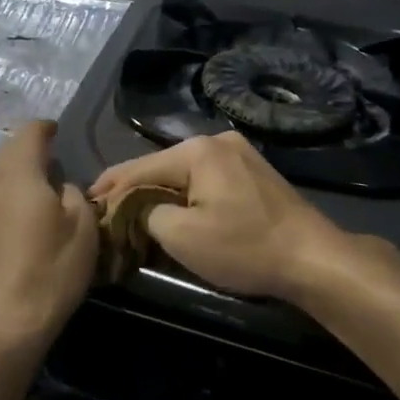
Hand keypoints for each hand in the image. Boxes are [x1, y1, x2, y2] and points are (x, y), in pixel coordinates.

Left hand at [0, 120, 98, 357]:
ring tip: (33, 200)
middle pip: (8, 154)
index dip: (47, 129)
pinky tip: (12, 229)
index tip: (58, 134)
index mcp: (17, 171)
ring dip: (12, 181)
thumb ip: (73, 194)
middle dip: (29, 155)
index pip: (30, 132)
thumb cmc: (48, 272)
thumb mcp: (83, 229)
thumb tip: (59, 187)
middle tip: (52, 171)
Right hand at [90, 132, 370, 300]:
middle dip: (132, 187)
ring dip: (158, 190)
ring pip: (183, 172)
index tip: (85, 201)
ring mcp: (238, 154)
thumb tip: (137, 208)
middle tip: (104, 206)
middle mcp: (216, 141)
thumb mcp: (183, 236)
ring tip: (131, 208)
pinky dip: (185, 193)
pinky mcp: (253, 172)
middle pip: (161, 165)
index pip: (139, 167)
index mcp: (197, 150)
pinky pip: (205, 179)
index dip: (110, 186)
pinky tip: (171, 205)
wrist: (314, 258)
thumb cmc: (245, 247)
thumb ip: (147, 214)